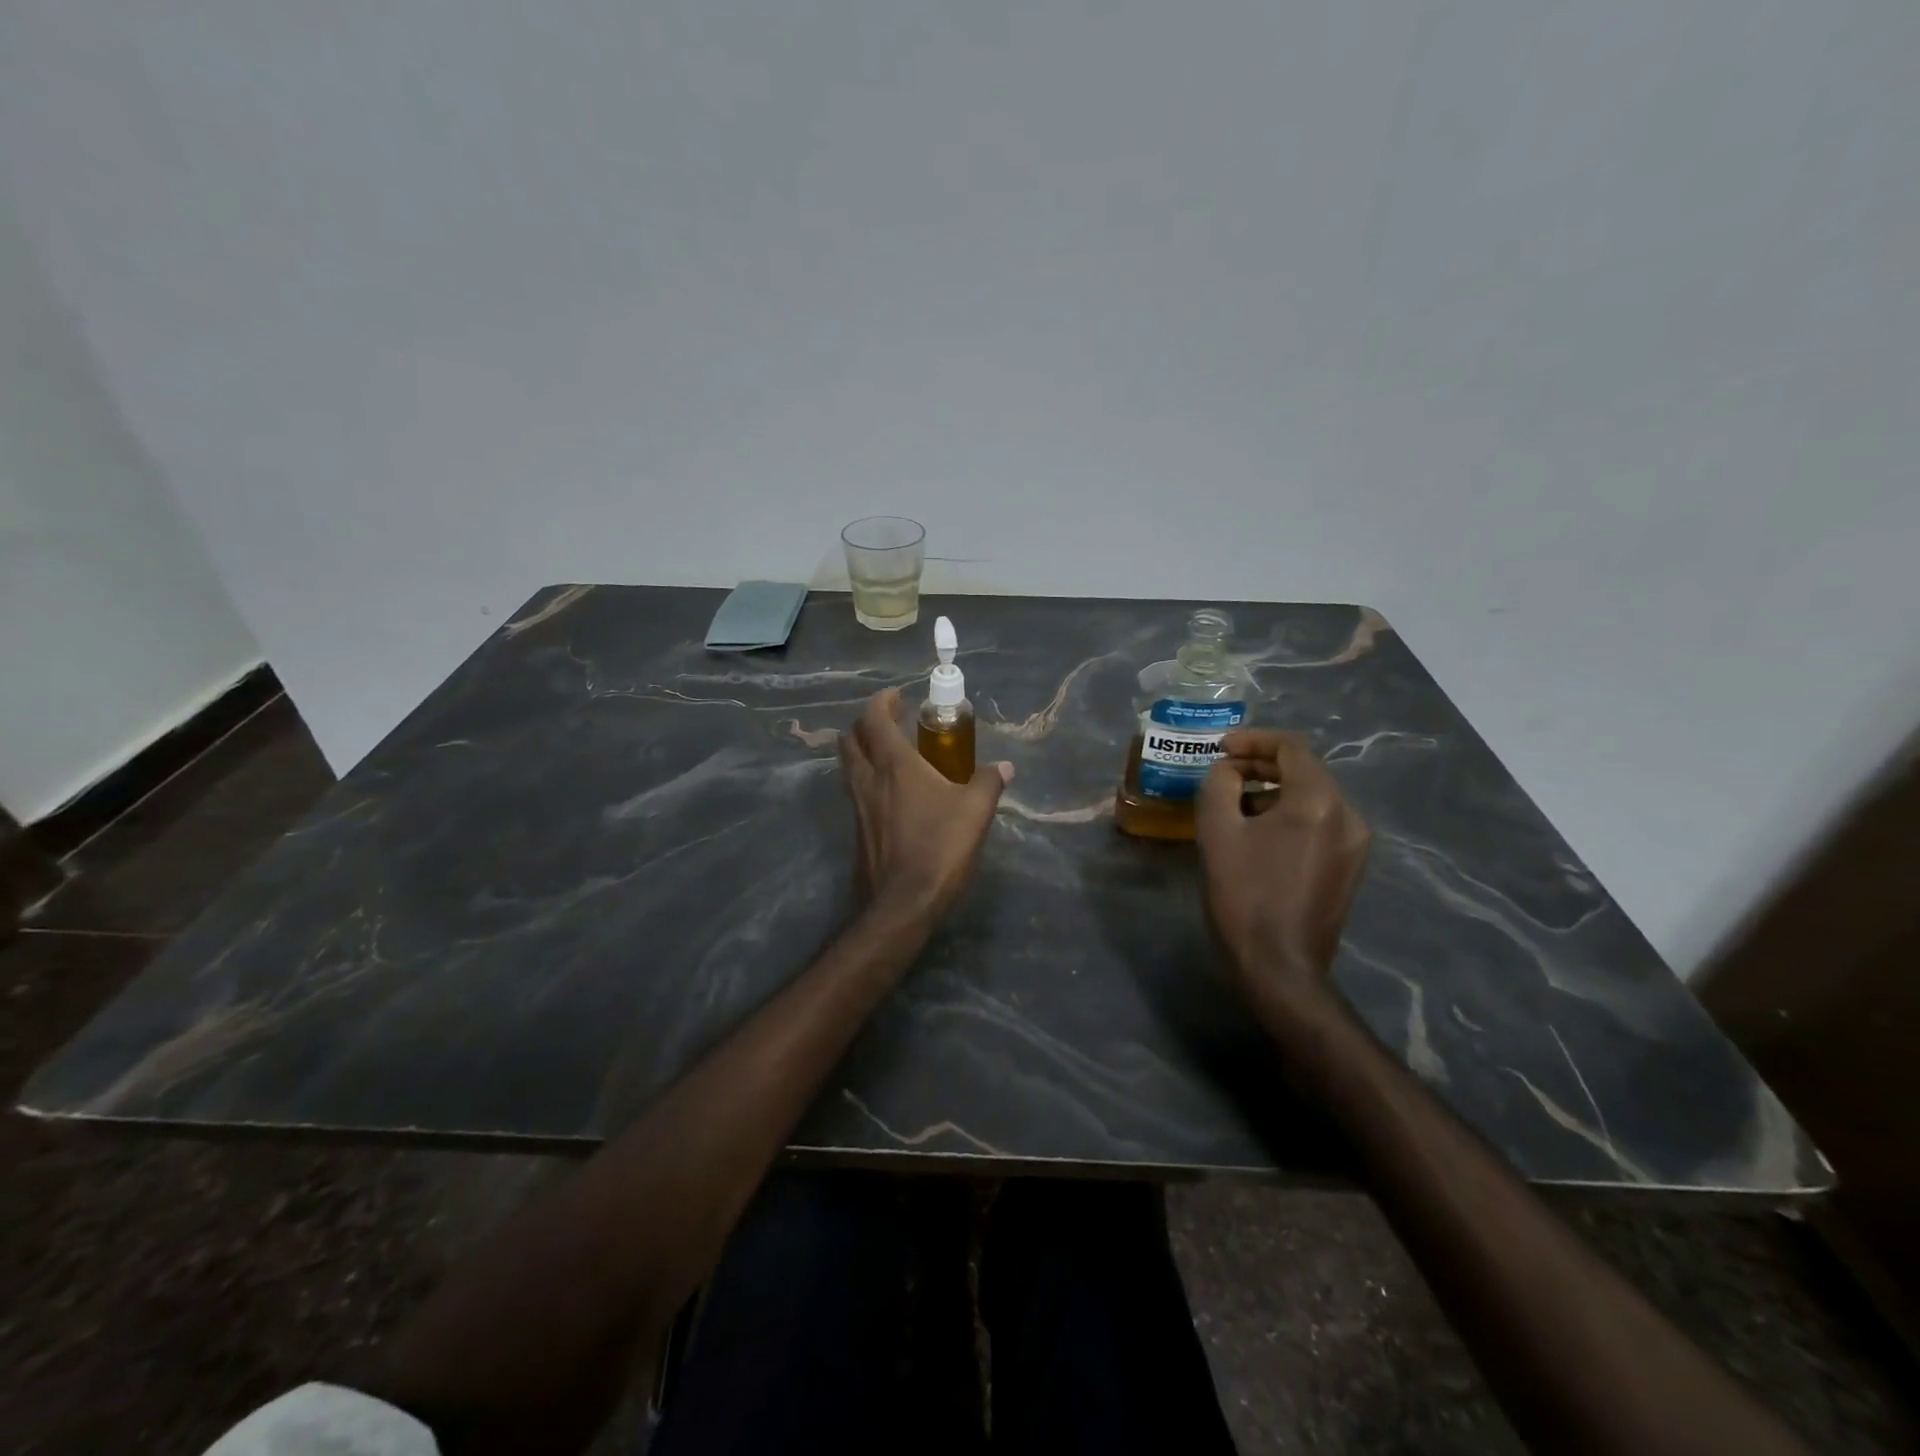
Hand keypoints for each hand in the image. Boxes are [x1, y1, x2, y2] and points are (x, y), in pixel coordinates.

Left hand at [838, 689, 1013, 920]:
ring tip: (890, 752)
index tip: (898, 696)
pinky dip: (866, 777)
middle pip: (851, 737)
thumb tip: (1004, 767)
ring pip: (848, 764)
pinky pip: (855, 789)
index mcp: (894, 765)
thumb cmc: (939, 848)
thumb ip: (988, 783)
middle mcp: (868, 779)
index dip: (882, 701)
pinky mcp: (856, 829)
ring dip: (863, 749)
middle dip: (866, 722)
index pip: (874, 718)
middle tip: (891, 721)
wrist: (902, 903)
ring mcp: (857, 805)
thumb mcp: (975, 812)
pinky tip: (891, 792)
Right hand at [1195, 729, 1370, 1008]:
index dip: (1252, 740)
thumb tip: (1230, 772)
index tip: (1220, 749)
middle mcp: (1348, 815)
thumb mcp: (1217, 831)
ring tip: (1234, 806)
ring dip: (1273, 792)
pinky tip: (1258, 834)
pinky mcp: (1350, 867)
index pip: (1291, 747)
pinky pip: (1319, 823)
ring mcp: (1355, 844)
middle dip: (1261, 766)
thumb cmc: (1244, 895)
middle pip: (1305, 770)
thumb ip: (1220, 784)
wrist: (1279, 967)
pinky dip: (1289, 815)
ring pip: (1312, 797)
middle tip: (1223, 773)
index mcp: (1318, 802)